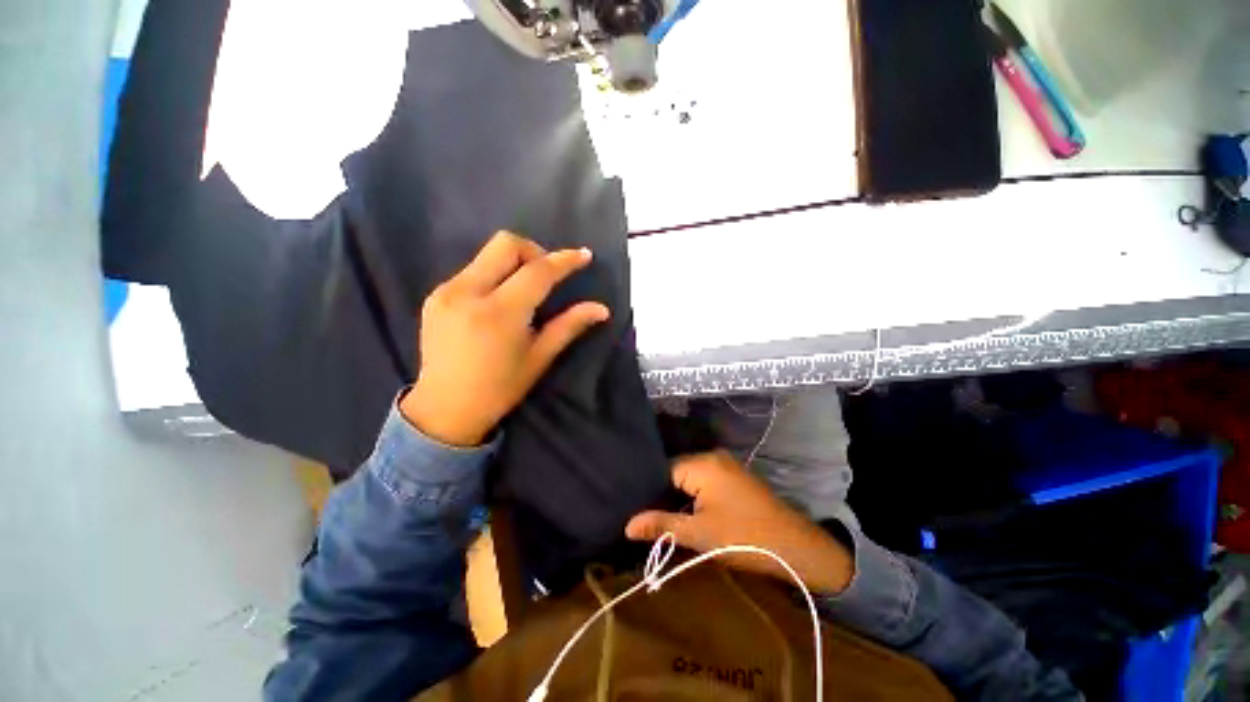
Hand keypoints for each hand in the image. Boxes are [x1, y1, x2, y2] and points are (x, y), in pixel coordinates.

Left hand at [400, 232, 609, 446]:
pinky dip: (494, 275)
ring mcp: (446, 291)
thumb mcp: (539, 357)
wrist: (445, 409)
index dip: (564, 260)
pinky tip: (499, 301)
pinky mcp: (434, 295)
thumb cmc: (500, 388)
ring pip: (487, 254)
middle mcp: (468, 292)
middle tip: (547, 276)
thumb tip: (601, 309)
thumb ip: (569, 326)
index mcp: (500, 313)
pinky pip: (472, 270)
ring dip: (514, 263)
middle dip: (535, 252)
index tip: (584, 255)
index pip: (537, 272)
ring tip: (525, 291)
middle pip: (506, 244)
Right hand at [626, 451, 854, 594]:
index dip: (651, 492)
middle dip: (665, 495)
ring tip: (666, 518)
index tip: (639, 513)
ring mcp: (725, 465)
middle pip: (676, 472)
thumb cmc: (743, 537)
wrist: (795, 546)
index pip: (663, 470)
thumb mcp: (699, 534)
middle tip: (651, 519)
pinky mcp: (734, 476)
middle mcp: (712, 456)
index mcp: (702, 464)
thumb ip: (662, 525)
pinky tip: (690, 513)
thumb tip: (627, 525)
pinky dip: (695, 496)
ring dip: (680, 497)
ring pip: (690, 477)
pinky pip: (705, 480)